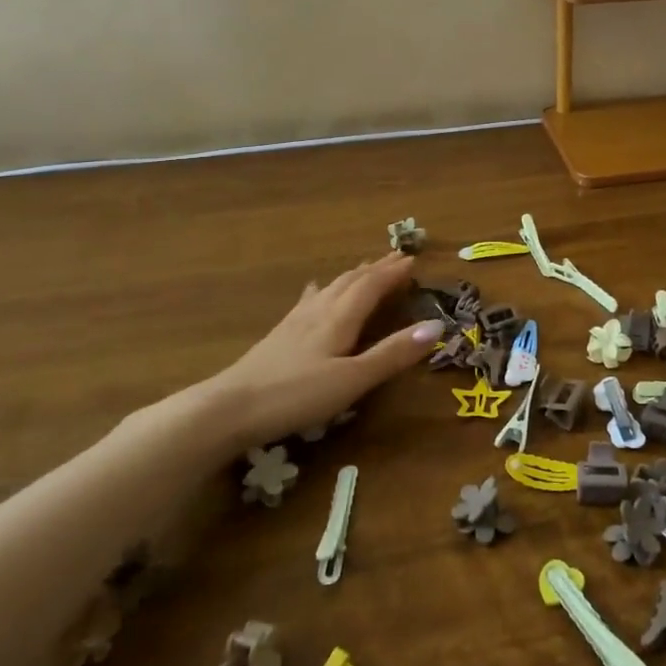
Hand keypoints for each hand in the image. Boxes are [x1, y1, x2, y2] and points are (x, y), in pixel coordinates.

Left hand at [193, 252, 444, 446]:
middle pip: (352, 280)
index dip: (393, 271)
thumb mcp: (353, 379)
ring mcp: (296, 322)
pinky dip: (322, 290)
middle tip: (397, 257)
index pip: (372, 285)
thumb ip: (393, 353)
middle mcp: (319, 311)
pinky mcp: (279, 335)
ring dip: (353, 275)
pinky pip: (309, 300)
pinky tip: (315, 290)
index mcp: (340, 317)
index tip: (413, 259)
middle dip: (376, 268)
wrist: (228, 408)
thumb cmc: (296, 395)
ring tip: (366, 268)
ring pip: (331, 288)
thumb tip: (437, 325)